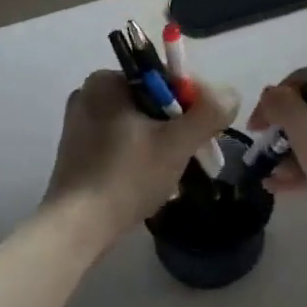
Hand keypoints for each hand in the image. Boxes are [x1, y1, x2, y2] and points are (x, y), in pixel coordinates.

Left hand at [42, 70, 236, 242]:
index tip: (205, 133)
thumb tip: (230, 93)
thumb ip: (209, 112)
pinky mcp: (77, 153)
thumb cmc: (127, 176)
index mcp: (106, 81)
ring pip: (138, 127)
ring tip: (176, 174)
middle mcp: (88, 95)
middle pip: (152, 104)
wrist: (77, 227)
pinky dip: (140, 158)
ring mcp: (79, 125)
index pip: (164, 79)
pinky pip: (121, 145)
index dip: (193, 103)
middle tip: (195, 156)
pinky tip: (152, 182)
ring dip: (162, 146)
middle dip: (177, 129)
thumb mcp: (177, 142)